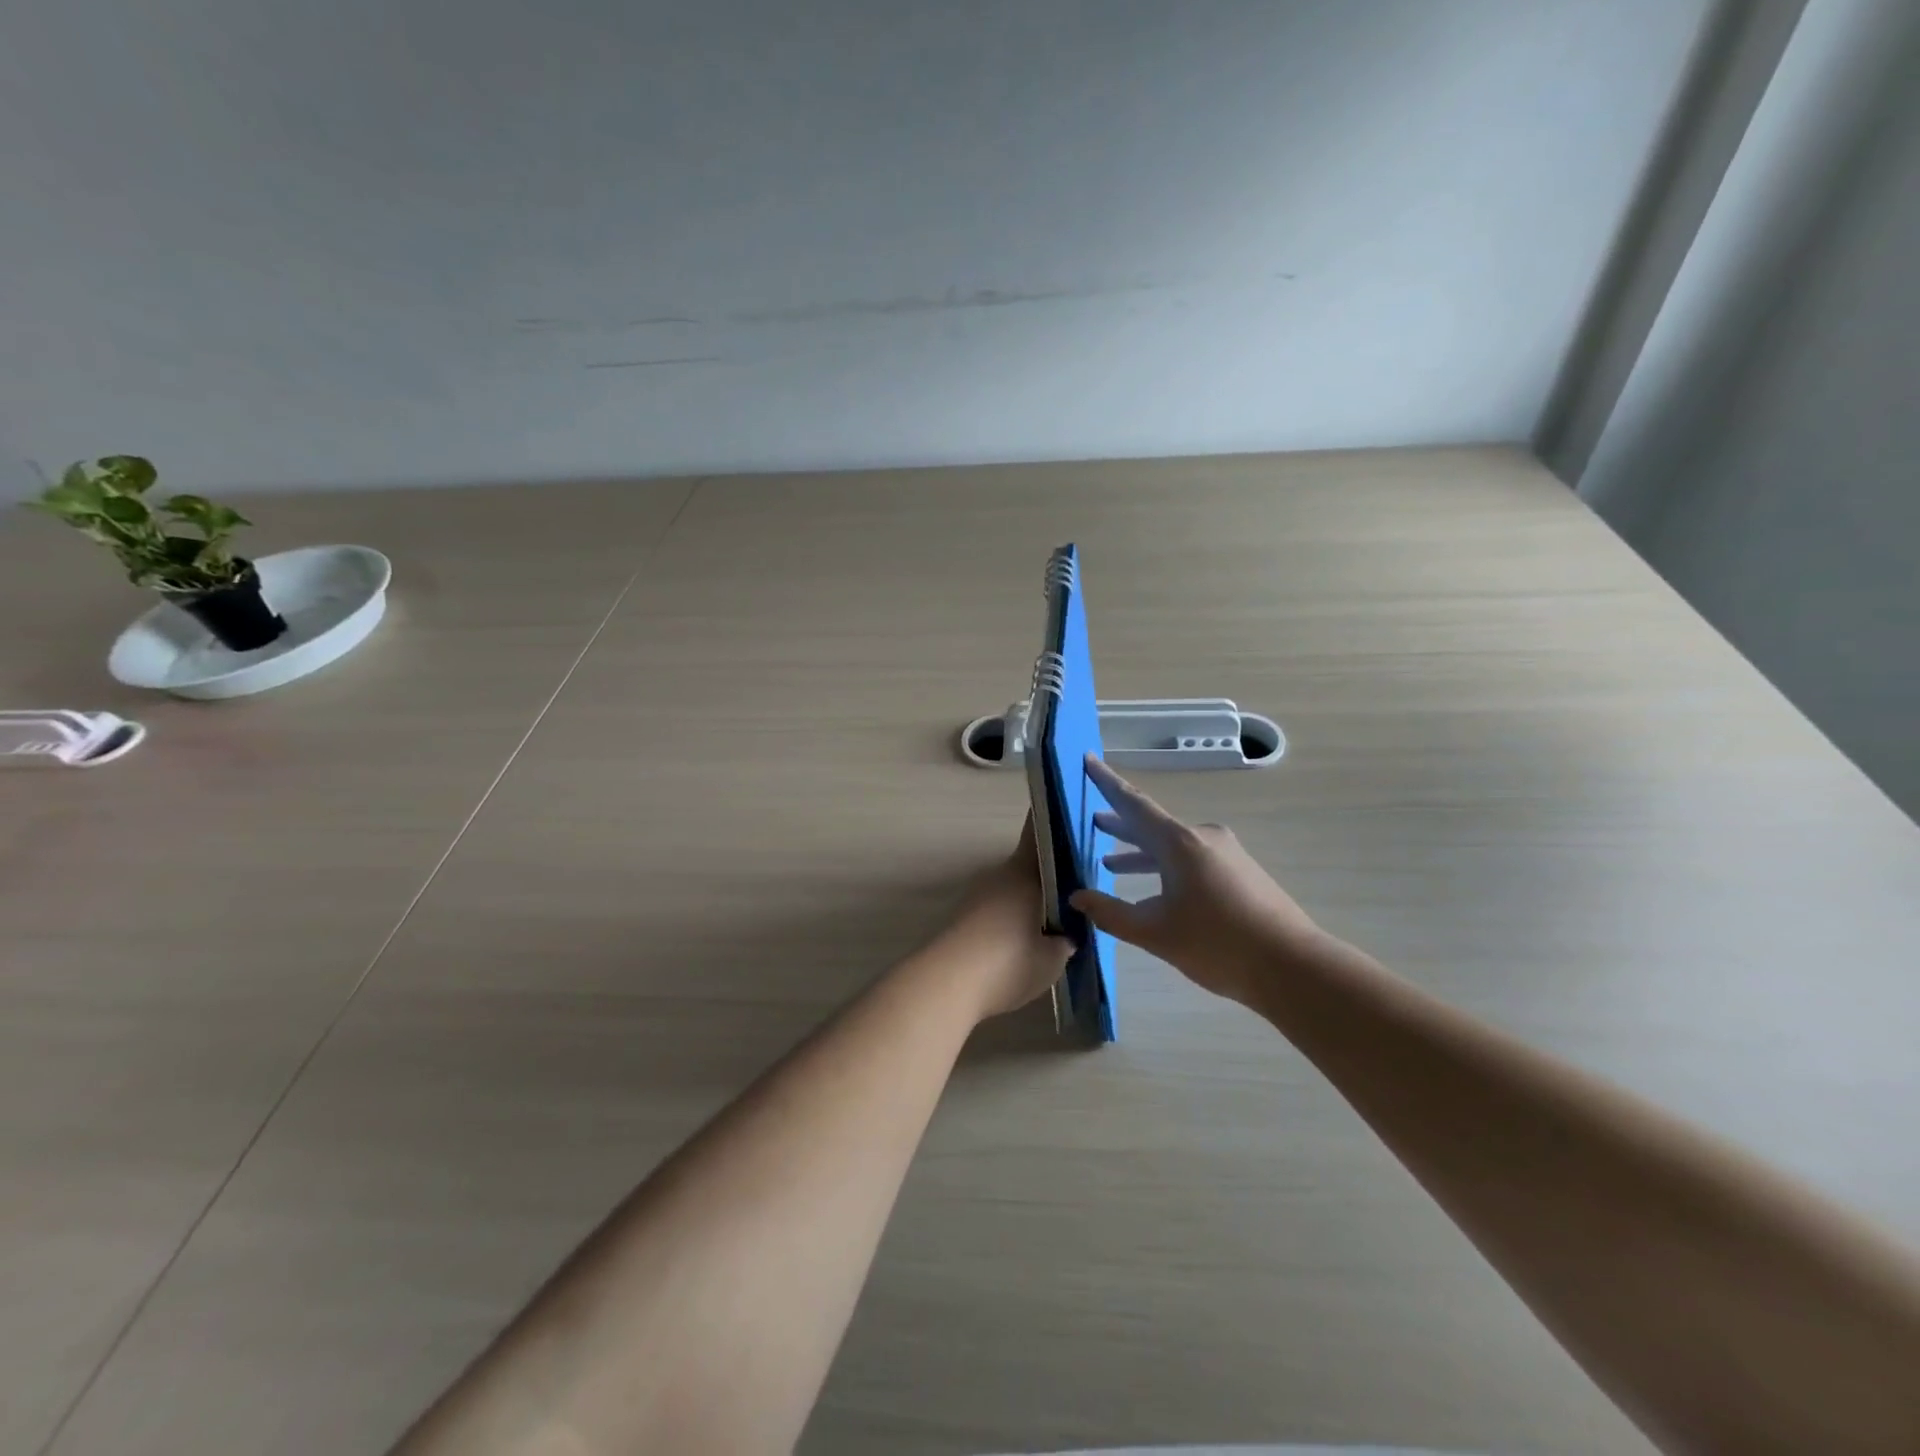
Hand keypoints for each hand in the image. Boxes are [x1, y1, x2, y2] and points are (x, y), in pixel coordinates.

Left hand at [930, 817, 1073, 1020]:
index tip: (1070, 819)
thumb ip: (1065, 940)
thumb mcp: (1053, 958)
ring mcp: (977, 896)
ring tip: (1054, 925)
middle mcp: (998, 876)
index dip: (1053, 823)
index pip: (1037, 832)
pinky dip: (1011, 920)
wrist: (948, 984)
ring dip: (1029, 901)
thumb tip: (1067, 935)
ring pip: (1011, 889)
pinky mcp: (962, 919)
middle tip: (1074, 894)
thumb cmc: (1009, 962)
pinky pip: (996, 911)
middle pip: (1027, 865)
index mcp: (1023, 872)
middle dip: (1049, 875)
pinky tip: (1024, 944)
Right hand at [1071, 755, 1326, 1007]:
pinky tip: (1154, 890)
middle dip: (1120, 825)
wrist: (1292, 966)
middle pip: (1152, 824)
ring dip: (1141, 852)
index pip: (1133, 804)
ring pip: (1171, 845)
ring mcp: (1225, 853)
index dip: (1107, 782)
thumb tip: (1078, 897)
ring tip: (1111, 862)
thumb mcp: (1154, 932)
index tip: (1088, 759)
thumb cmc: (1217, 944)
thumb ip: (1111, 913)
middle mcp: (1202, 837)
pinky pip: (1191, 858)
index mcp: (1179, 842)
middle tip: (1092, 822)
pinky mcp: (1239, 872)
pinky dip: (1165, 866)